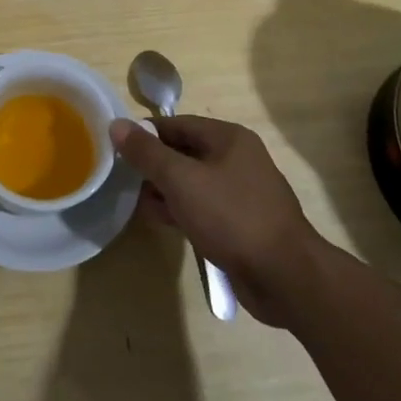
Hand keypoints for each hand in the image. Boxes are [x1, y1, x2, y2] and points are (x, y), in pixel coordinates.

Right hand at [111, 115, 325, 327]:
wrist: (284, 276)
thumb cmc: (231, 217)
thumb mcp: (181, 180)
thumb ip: (147, 153)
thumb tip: (117, 124)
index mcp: (229, 139)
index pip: (177, 124)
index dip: (146, 133)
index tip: (116, 147)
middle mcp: (237, 159)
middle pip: (184, 152)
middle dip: (153, 164)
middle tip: (121, 177)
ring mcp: (241, 193)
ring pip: (192, 182)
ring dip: (164, 190)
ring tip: (134, 201)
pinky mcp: (240, 223)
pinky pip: (203, 207)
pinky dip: (181, 209)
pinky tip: (159, 220)